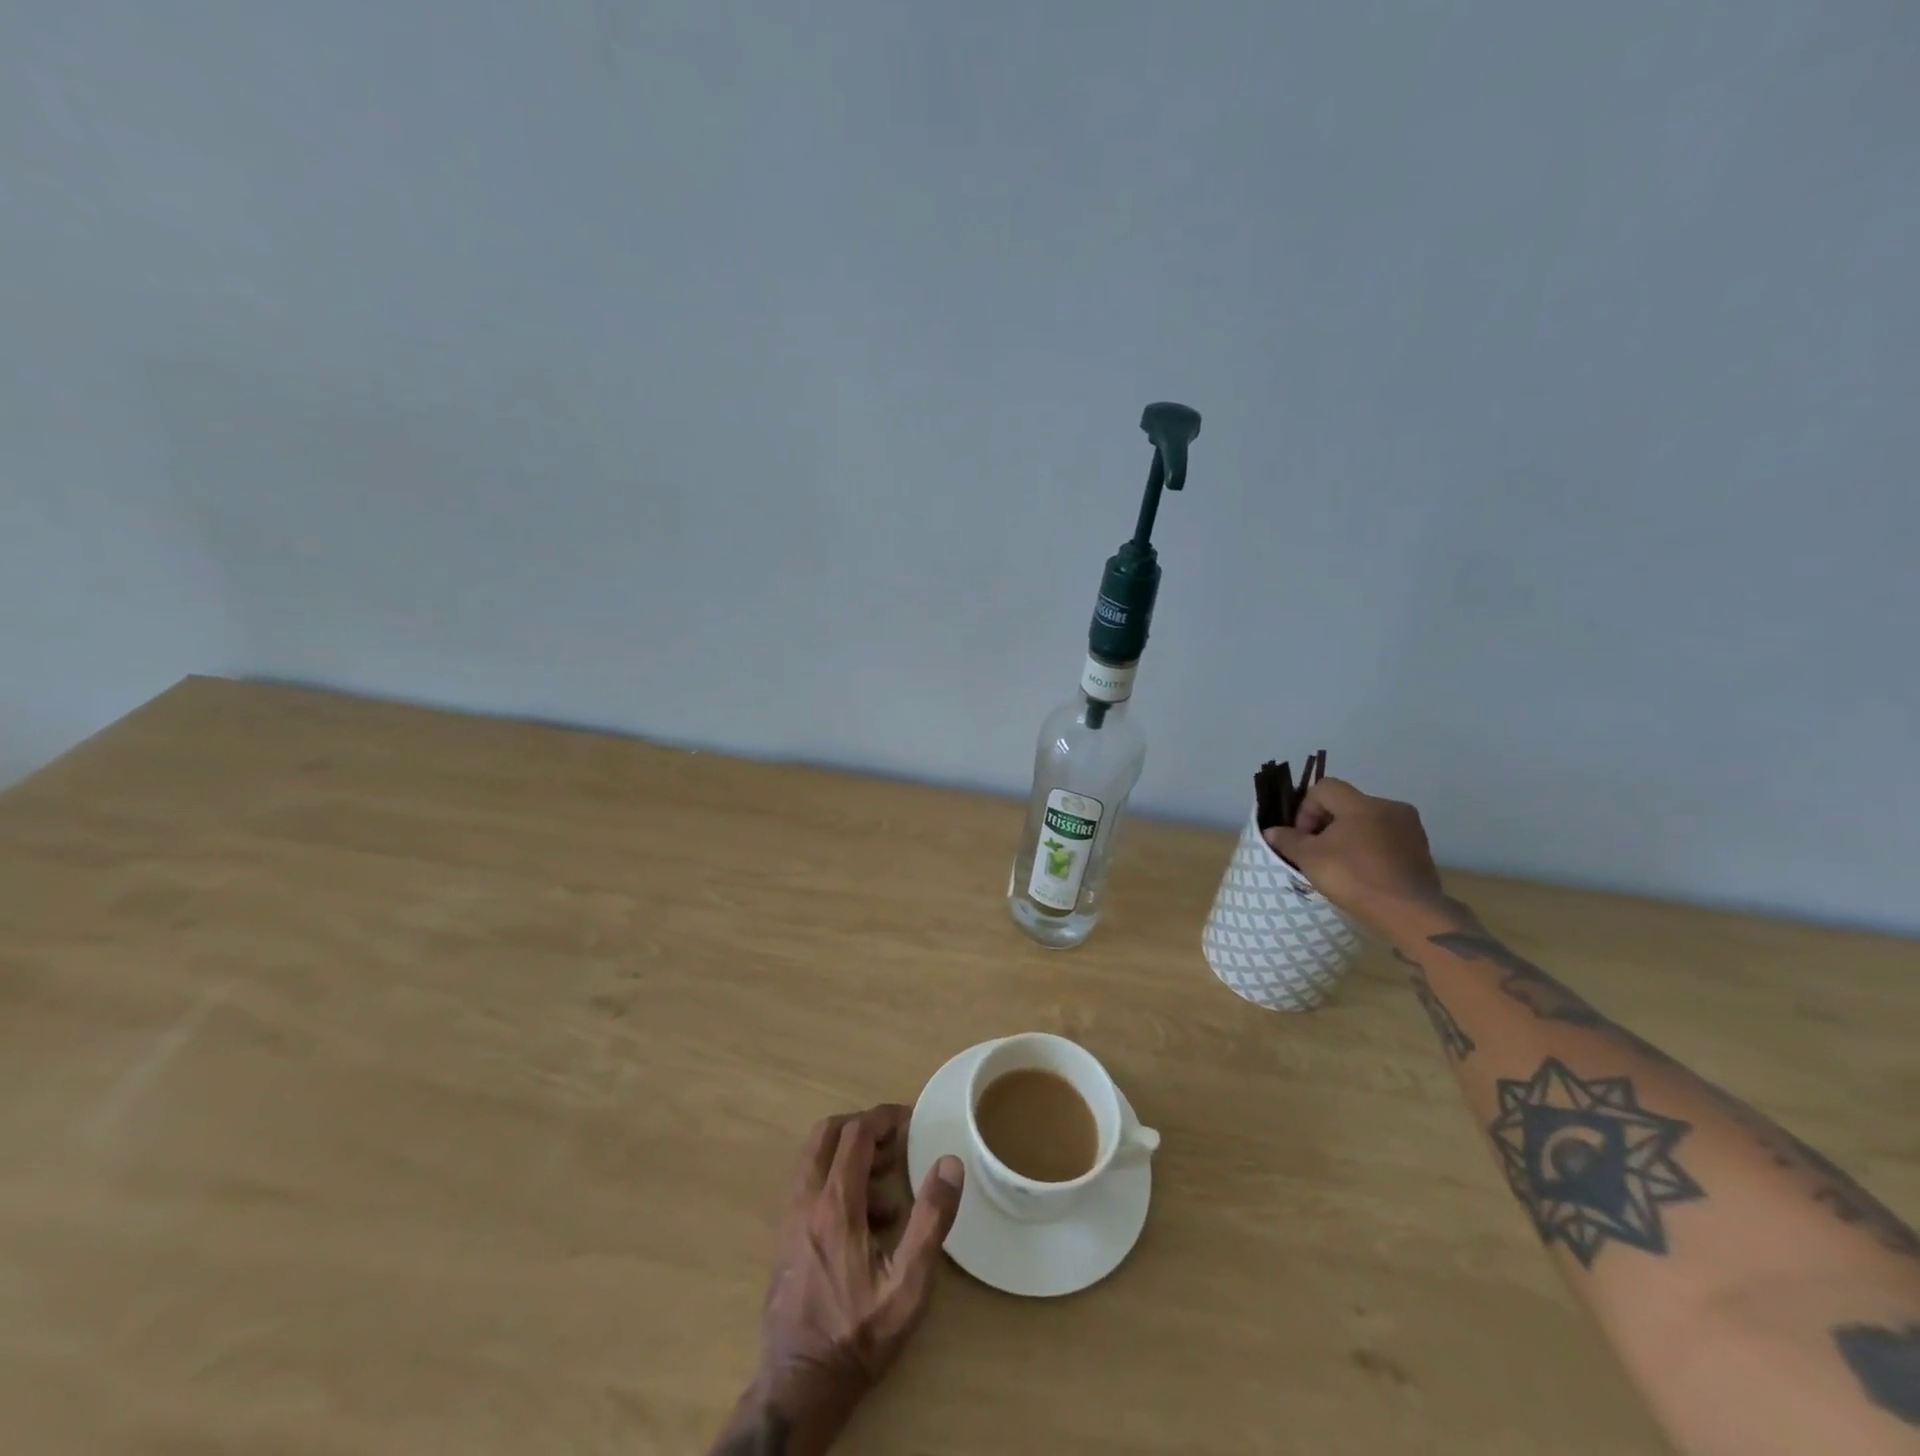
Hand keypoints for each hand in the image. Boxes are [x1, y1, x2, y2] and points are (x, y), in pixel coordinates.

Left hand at [738, 1105, 964, 1454]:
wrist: (799, 1386)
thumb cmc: (858, 1335)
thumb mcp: (908, 1284)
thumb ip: (931, 1220)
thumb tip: (949, 1163)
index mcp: (835, 1204)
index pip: (855, 1133)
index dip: (883, 1117)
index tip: (910, 1119)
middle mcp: (806, 1200)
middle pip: (826, 1134)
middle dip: (861, 1126)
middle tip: (894, 1139)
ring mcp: (791, 1219)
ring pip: (814, 1158)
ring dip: (849, 1152)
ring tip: (887, 1178)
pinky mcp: (786, 1238)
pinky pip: (810, 1185)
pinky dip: (837, 1178)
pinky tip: (868, 1219)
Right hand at [1261, 777, 1444, 923]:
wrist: (1409, 913)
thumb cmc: (1354, 878)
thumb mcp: (1309, 859)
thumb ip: (1288, 840)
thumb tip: (1271, 831)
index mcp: (1361, 803)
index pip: (1324, 788)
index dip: (1306, 809)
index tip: (1303, 837)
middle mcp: (1390, 807)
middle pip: (1347, 805)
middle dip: (1326, 824)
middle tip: (1317, 852)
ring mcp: (1410, 829)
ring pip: (1368, 822)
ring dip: (1349, 837)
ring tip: (1340, 865)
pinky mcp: (1422, 850)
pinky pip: (1387, 840)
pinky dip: (1371, 850)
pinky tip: (1364, 874)